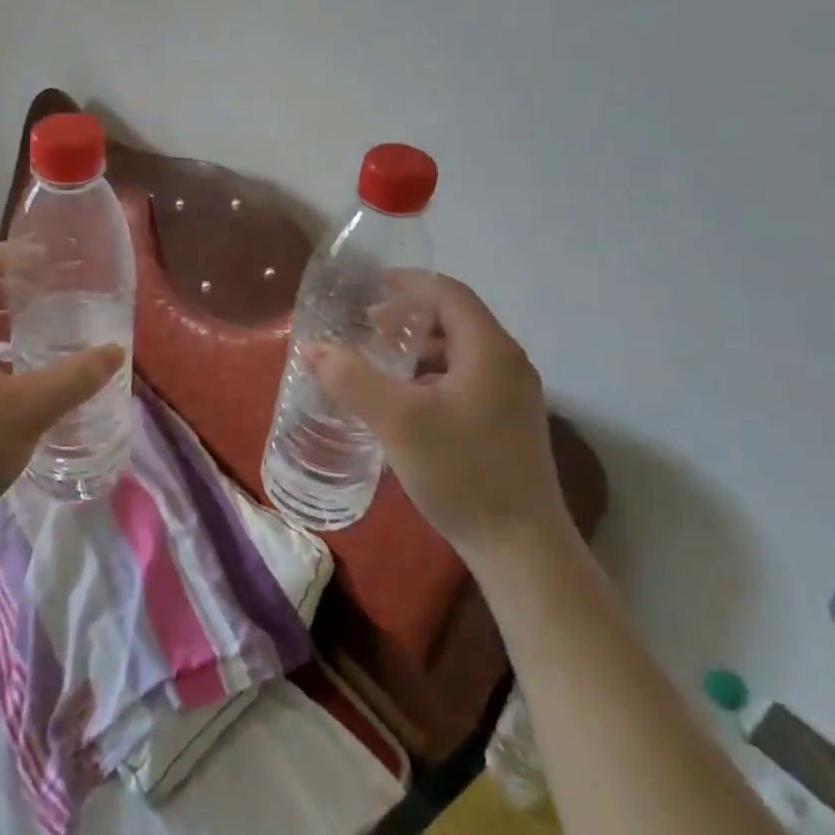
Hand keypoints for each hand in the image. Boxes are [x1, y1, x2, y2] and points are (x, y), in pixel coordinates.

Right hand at [307, 275, 566, 558]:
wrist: (522, 550)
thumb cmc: (461, 472)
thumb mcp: (397, 421)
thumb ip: (351, 379)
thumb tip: (312, 348)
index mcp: (489, 349)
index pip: (448, 293)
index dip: (408, 283)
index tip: (370, 289)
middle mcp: (508, 363)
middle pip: (455, 319)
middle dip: (409, 317)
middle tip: (368, 328)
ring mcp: (513, 396)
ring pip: (461, 352)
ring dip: (420, 348)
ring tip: (381, 361)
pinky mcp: (509, 424)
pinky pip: (467, 378)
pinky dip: (433, 375)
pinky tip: (406, 401)